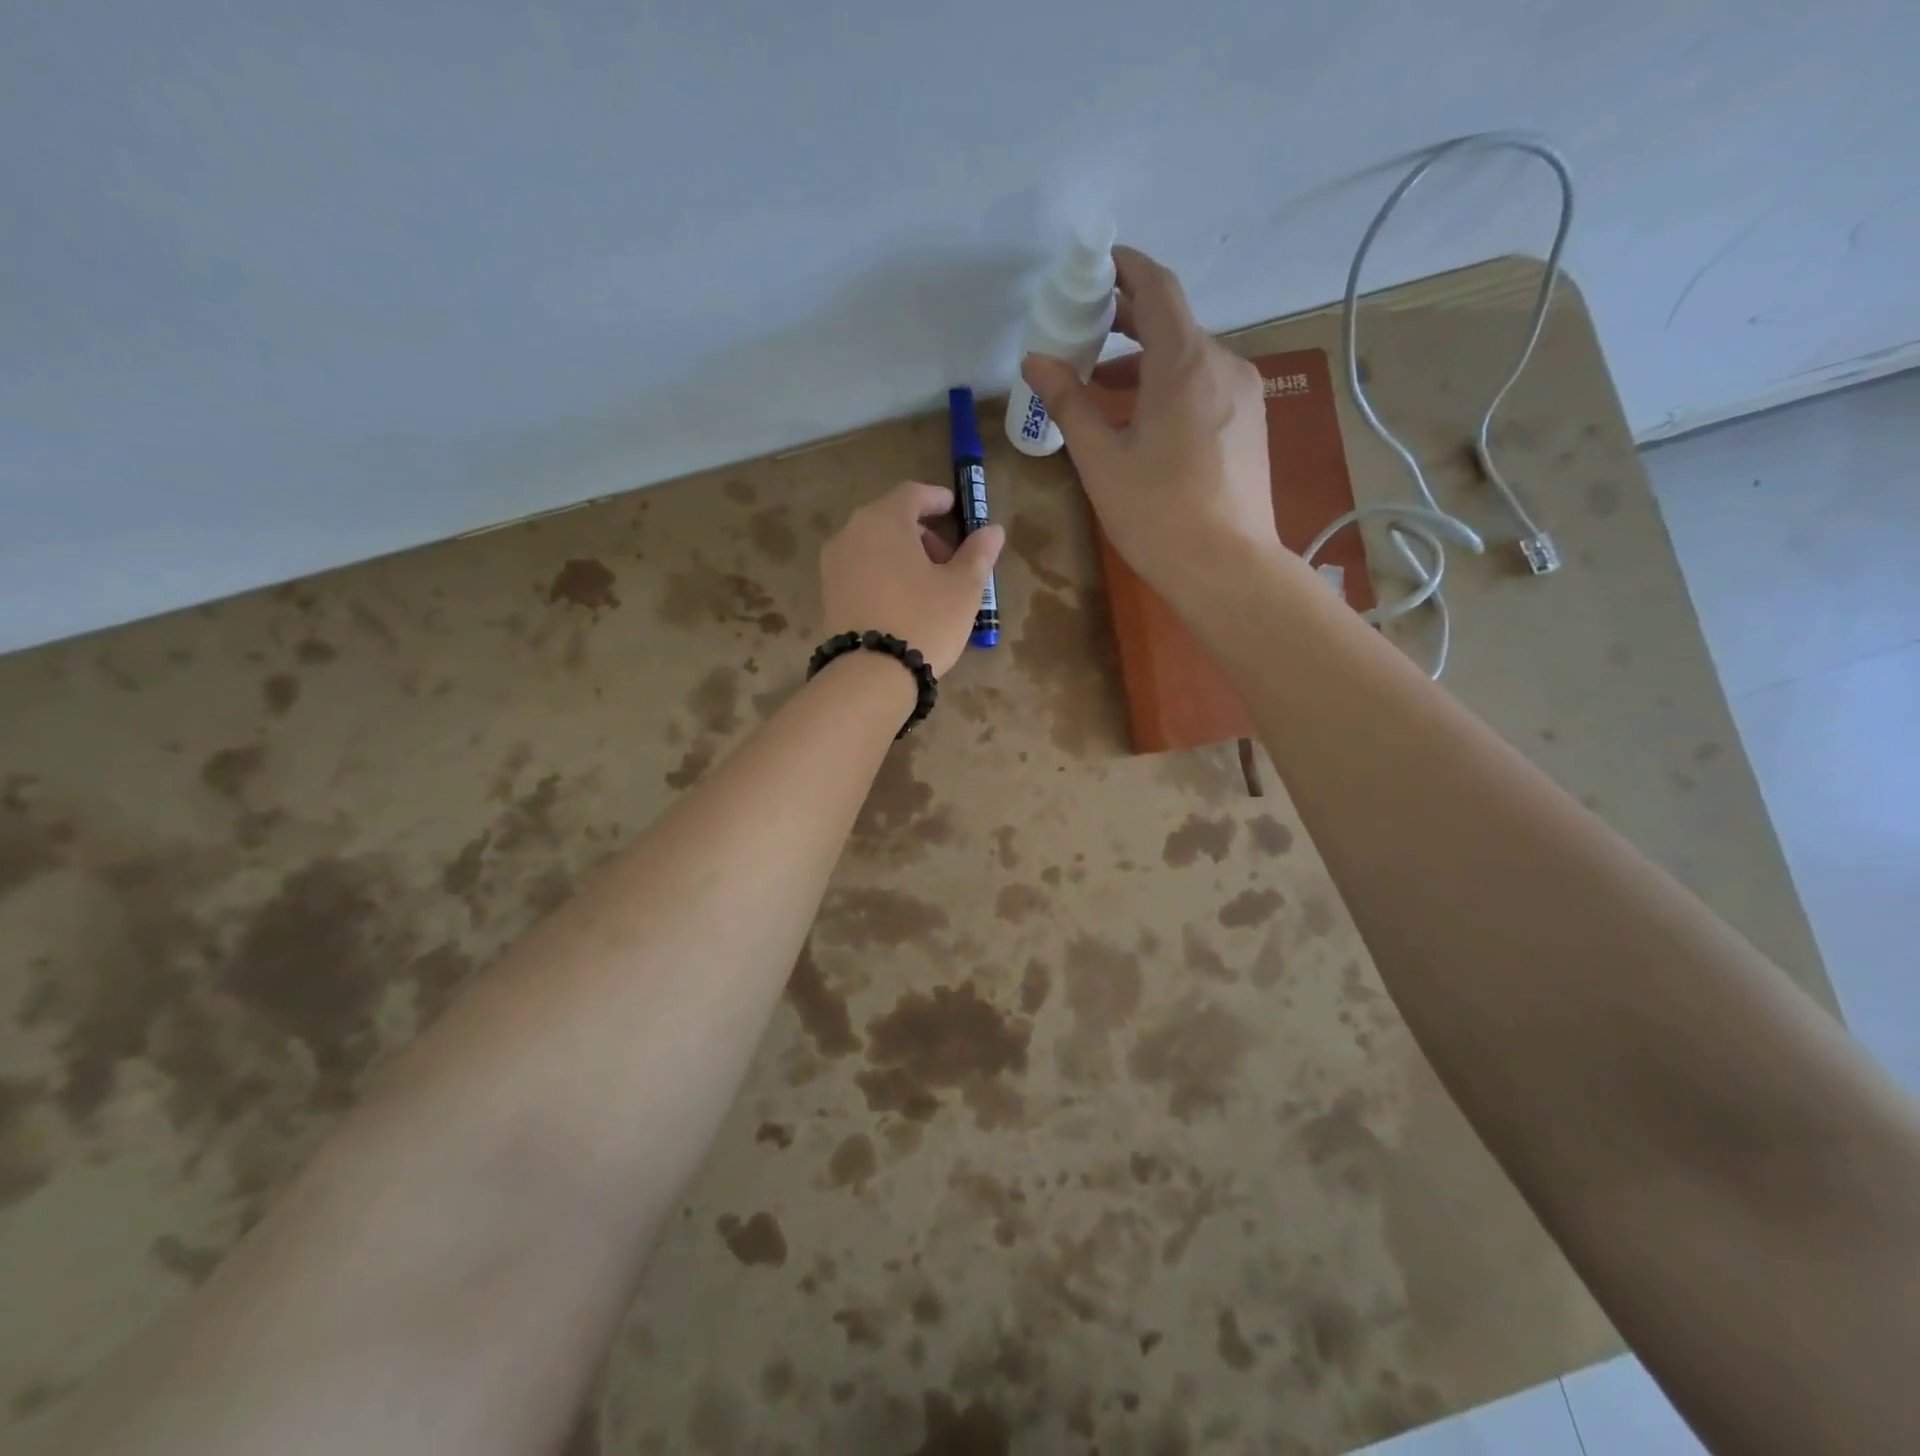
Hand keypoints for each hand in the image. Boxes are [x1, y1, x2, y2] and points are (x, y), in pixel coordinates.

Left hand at [819, 481, 1004, 676]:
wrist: (870, 675)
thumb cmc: (924, 620)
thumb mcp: (963, 588)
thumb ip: (978, 554)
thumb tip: (992, 531)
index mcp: (884, 519)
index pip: (913, 493)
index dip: (938, 500)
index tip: (957, 511)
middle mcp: (851, 532)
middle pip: (891, 519)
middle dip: (923, 533)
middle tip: (949, 560)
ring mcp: (833, 564)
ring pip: (874, 545)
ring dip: (902, 555)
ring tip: (929, 586)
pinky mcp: (827, 594)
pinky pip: (861, 570)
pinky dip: (883, 573)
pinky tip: (904, 601)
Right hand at [1021, 246, 1276, 594]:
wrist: (1226, 567)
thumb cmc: (1156, 513)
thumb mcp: (1101, 459)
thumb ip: (1069, 402)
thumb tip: (1036, 360)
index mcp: (1185, 363)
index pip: (1156, 289)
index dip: (1126, 269)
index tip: (1096, 267)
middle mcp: (1223, 364)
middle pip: (1174, 323)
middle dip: (1129, 320)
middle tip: (1086, 331)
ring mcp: (1244, 394)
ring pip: (1190, 358)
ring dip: (1147, 361)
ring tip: (1104, 387)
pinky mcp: (1251, 424)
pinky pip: (1206, 386)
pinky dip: (1171, 386)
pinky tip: (1145, 419)